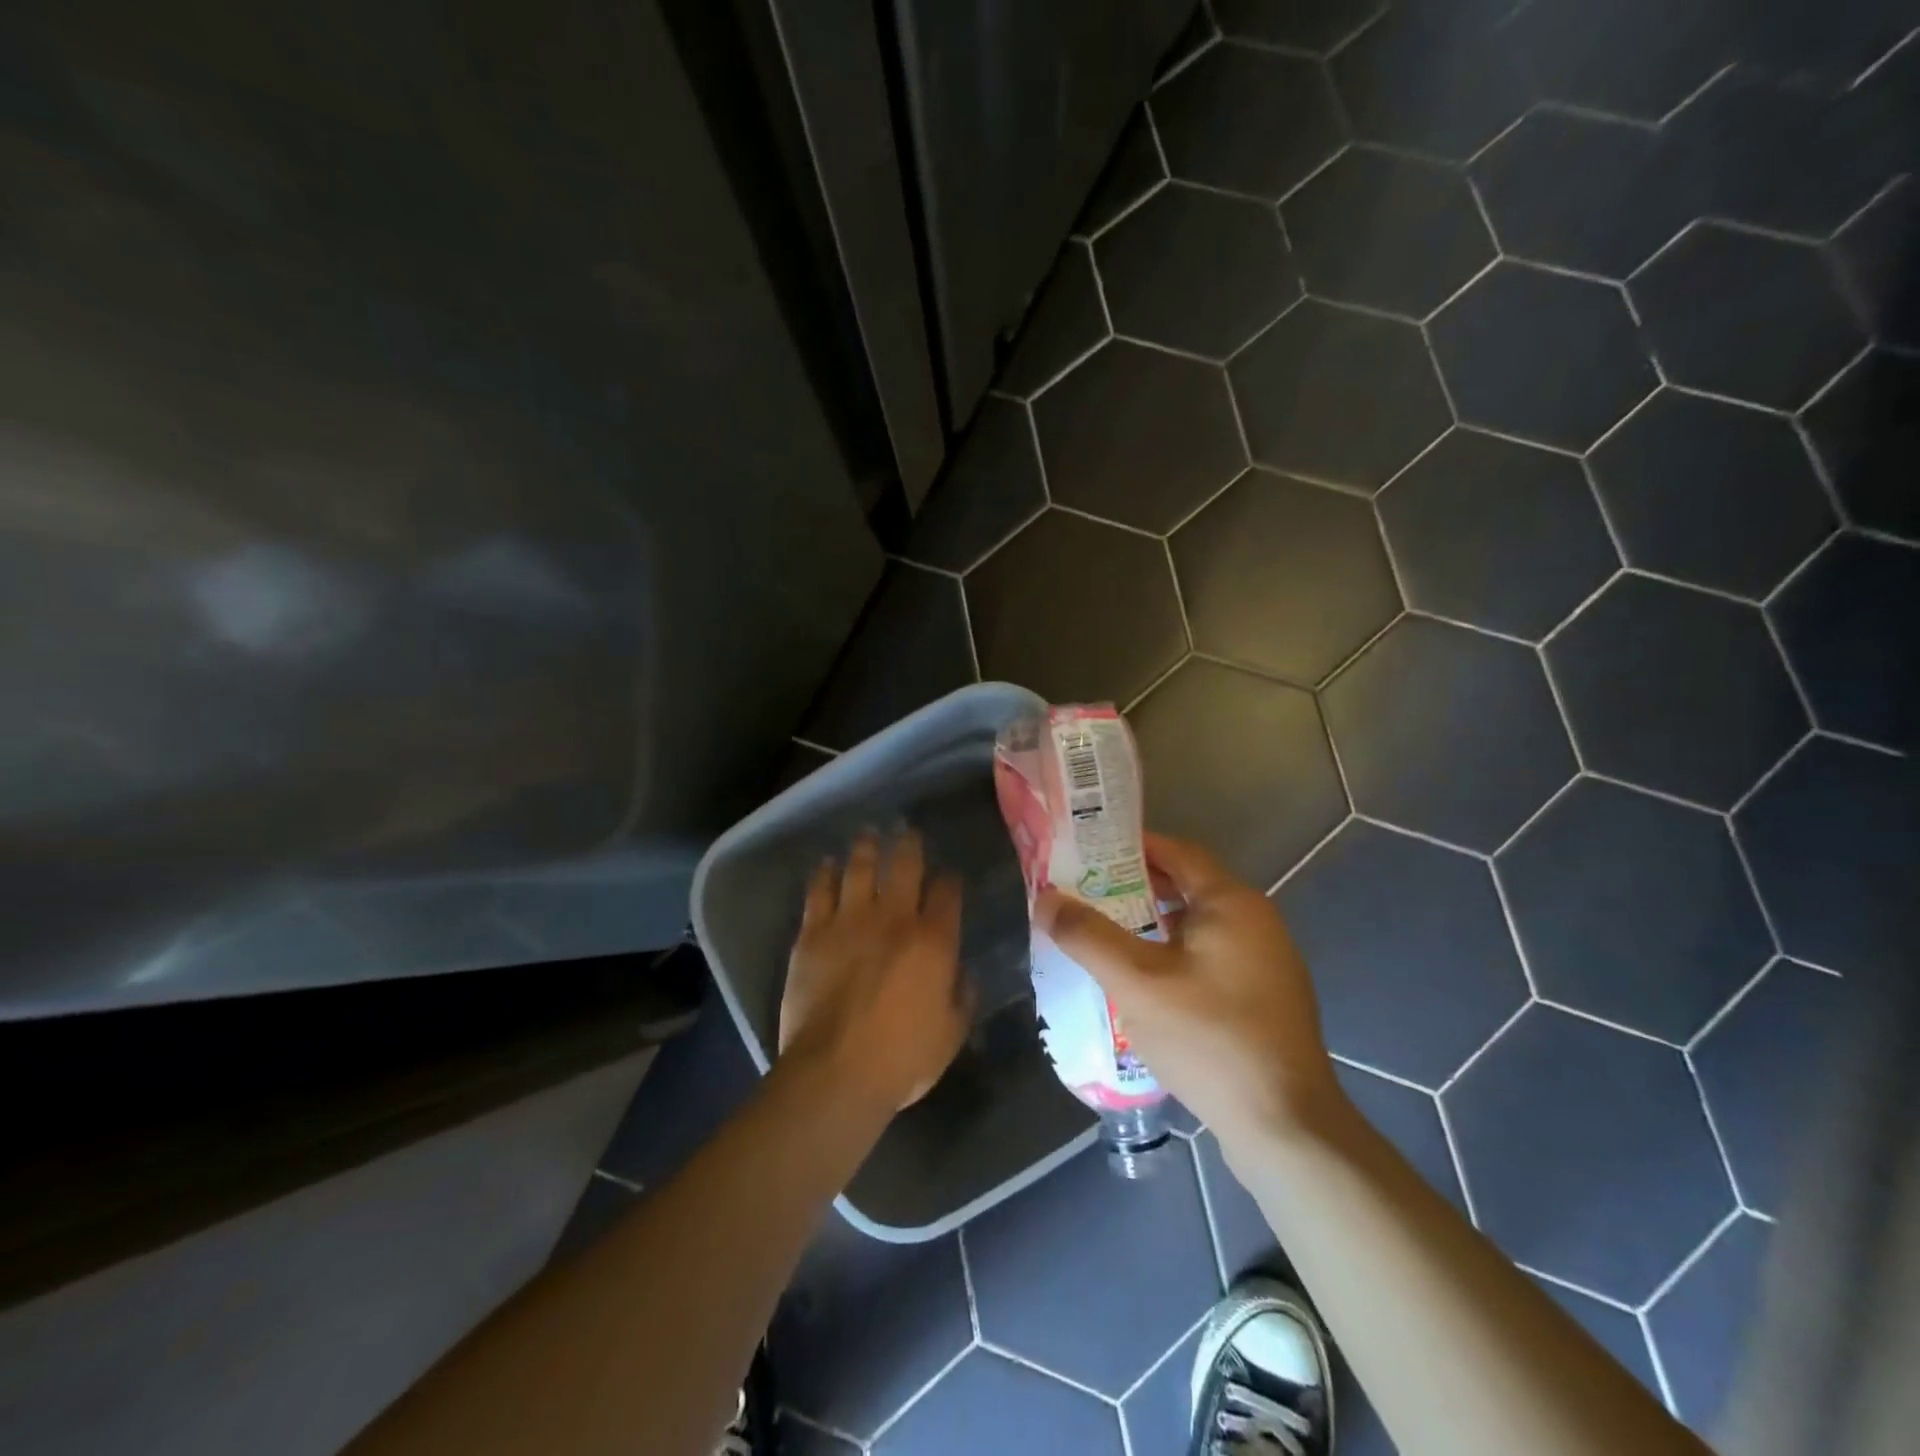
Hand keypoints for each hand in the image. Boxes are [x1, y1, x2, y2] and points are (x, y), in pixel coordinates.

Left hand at [779, 830, 972, 1111]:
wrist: (835, 1071)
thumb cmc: (902, 1058)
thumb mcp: (951, 1033)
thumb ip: (962, 996)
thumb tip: (962, 972)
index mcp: (934, 940)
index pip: (947, 892)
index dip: (950, 880)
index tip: (949, 877)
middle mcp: (895, 918)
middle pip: (905, 866)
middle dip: (910, 845)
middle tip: (909, 832)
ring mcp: (850, 921)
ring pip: (860, 868)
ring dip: (867, 847)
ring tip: (869, 833)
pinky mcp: (813, 933)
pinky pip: (819, 892)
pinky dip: (825, 873)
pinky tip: (827, 864)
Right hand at [1035, 832, 1341, 1150]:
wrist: (1286, 1127)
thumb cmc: (1209, 1038)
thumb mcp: (1136, 982)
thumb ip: (1088, 935)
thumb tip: (1045, 898)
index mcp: (1231, 903)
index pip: (1176, 851)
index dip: (1130, 846)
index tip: (1086, 851)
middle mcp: (1255, 921)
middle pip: (1186, 886)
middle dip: (1134, 886)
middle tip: (1085, 893)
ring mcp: (1265, 962)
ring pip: (1196, 925)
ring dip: (1151, 924)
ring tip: (1103, 934)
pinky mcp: (1263, 998)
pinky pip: (1208, 957)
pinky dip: (1172, 954)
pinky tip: (1142, 982)